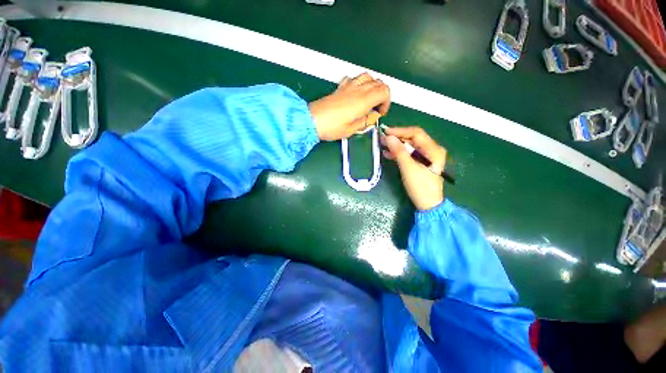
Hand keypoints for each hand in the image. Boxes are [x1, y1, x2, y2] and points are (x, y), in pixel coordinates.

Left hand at [309, 73, 390, 140]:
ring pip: (368, 77)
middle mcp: (358, 89)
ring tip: (368, 99)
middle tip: (376, 108)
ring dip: (372, 86)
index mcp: (364, 100)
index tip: (380, 112)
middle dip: (382, 94)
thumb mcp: (352, 129)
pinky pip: (354, 78)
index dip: (386, 102)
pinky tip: (356, 93)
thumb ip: (366, 121)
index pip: (385, 91)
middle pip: (379, 82)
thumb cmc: (331, 127)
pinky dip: (360, 83)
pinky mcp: (340, 87)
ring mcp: (348, 86)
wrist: (313, 121)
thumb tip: (373, 117)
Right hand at [381, 126, 446, 210]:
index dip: (400, 131)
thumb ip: (399, 151)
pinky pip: (409, 154)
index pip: (416, 133)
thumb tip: (388, 137)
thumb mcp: (408, 168)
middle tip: (382, 138)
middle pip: (413, 138)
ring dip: (396, 145)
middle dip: (397, 138)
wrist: (427, 204)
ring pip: (409, 146)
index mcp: (433, 149)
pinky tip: (388, 153)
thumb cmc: (420, 186)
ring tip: (382, 145)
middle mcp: (432, 150)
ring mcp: (427, 156)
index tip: (385, 132)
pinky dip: (398, 153)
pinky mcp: (421, 163)